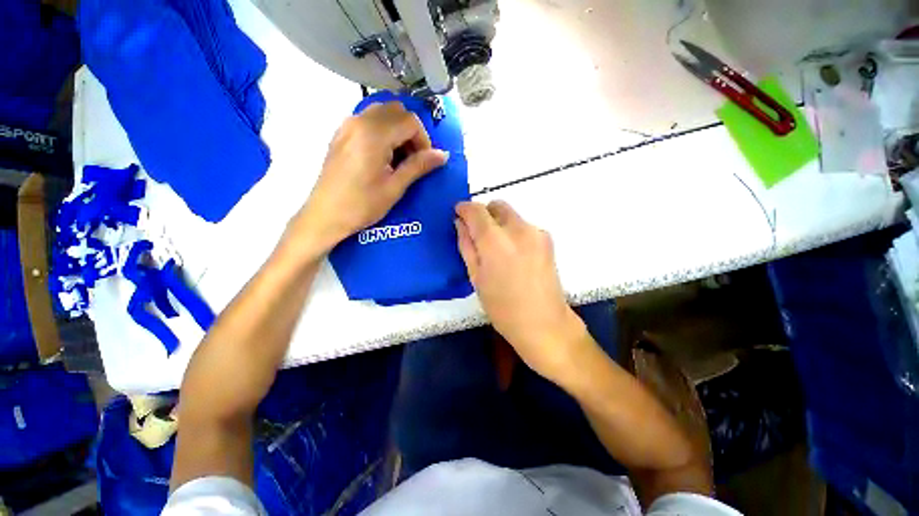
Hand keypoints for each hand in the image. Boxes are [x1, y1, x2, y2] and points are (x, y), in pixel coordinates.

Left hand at [292, 102, 447, 252]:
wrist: (325, 215)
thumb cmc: (362, 205)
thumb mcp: (394, 187)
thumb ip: (419, 166)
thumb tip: (443, 155)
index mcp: (374, 135)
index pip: (410, 121)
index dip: (424, 140)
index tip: (425, 162)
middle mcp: (359, 121)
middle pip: (397, 111)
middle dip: (411, 132)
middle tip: (414, 158)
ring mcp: (347, 125)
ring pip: (382, 112)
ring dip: (397, 129)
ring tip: (399, 157)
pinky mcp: (341, 133)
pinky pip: (368, 120)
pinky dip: (383, 130)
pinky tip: (383, 155)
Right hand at [455, 201, 589, 382]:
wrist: (545, 323)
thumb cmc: (502, 307)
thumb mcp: (476, 278)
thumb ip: (466, 245)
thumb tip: (460, 223)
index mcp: (496, 241)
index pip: (476, 210)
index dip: (464, 208)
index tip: (458, 214)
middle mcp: (519, 229)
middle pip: (497, 206)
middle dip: (483, 214)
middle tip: (477, 235)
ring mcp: (536, 232)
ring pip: (510, 215)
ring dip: (498, 224)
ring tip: (496, 250)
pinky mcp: (547, 239)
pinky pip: (523, 226)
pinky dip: (513, 232)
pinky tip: (513, 255)